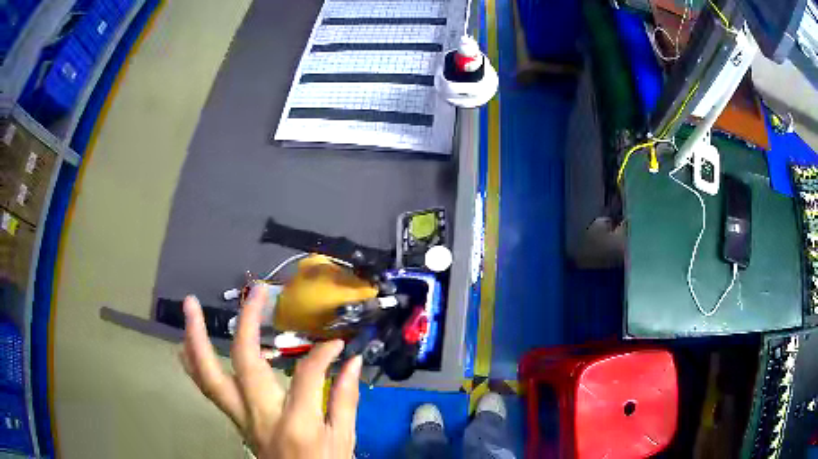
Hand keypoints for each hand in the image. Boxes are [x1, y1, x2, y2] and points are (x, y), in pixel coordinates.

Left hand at [180, 286, 362, 457]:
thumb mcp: (344, 438)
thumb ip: (346, 398)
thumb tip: (352, 360)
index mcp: (297, 422)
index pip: (308, 374)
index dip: (324, 352)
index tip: (337, 342)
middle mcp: (260, 415)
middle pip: (245, 362)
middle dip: (248, 322)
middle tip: (253, 293)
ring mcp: (240, 416)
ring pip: (209, 375)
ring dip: (197, 338)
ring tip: (190, 306)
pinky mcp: (233, 418)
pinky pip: (207, 388)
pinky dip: (193, 363)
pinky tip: (185, 345)